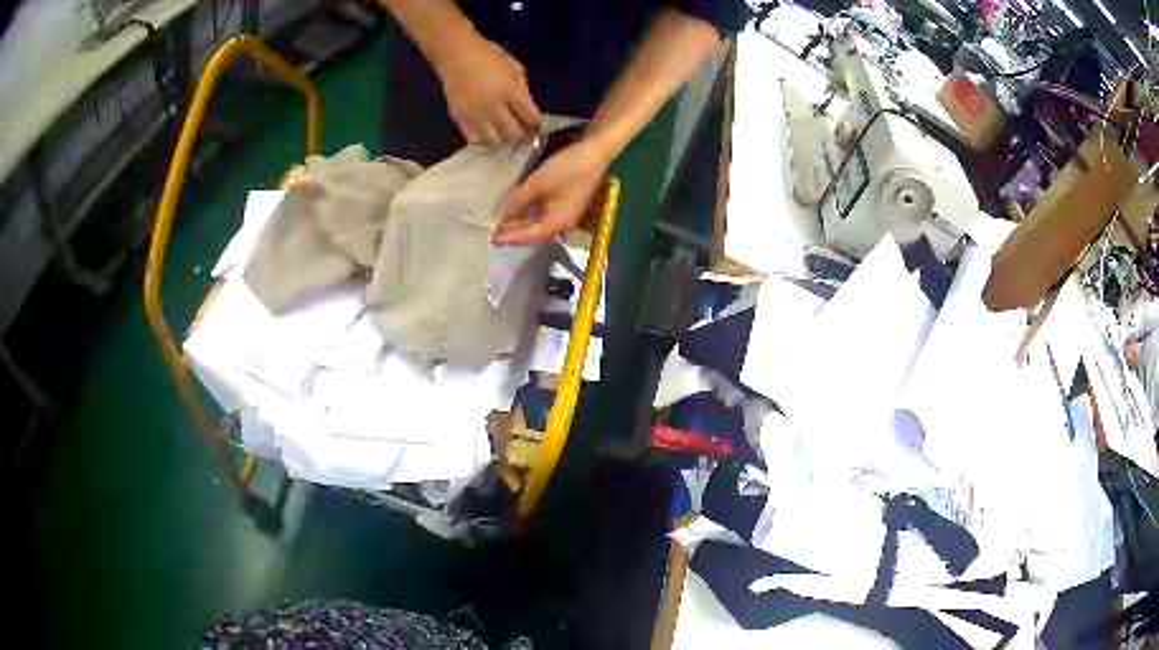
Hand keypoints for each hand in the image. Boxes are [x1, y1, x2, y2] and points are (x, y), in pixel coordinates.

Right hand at [434, 33, 541, 144]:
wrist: (454, 53)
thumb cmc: (486, 55)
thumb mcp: (513, 67)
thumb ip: (522, 90)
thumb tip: (528, 111)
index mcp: (509, 90)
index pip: (530, 117)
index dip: (536, 124)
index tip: (537, 125)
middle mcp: (492, 105)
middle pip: (513, 133)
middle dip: (521, 132)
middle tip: (520, 127)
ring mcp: (474, 114)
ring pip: (494, 140)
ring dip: (501, 137)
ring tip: (502, 129)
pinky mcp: (459, 118)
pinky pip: (474, 139)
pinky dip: (483, 138)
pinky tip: (487, 130)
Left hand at [494, 139, 611, 244]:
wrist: (595, 151)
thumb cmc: (568, 168)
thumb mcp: (538, 183)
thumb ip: (517, 200)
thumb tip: (498, 213)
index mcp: (557, 222)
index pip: (529, 236)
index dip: (510, 238)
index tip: (491, 238)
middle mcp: (561, 222)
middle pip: (532, 232)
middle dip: (512, 232)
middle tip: (490, 231)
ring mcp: (563, 212)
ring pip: (536, 222)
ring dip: (518, 222)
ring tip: (498, 221)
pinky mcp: (563, 202)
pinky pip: (541, 213)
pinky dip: (526, 213)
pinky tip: (514, 208)